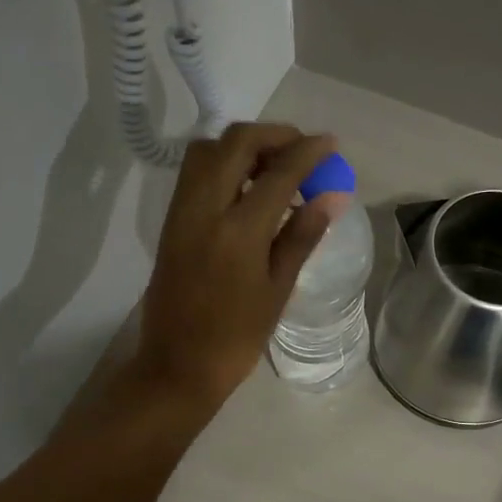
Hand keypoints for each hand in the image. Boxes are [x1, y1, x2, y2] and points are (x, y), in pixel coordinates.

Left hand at [131, 123, 348, 410]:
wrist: (177, 365)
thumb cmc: (237, 337)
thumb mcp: (278, 289)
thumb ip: (302, 235)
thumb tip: (332, 195)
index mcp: (238, 232)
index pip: (278, 173)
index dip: (308, 152)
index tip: (330, 143)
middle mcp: (204, 209)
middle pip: (236, 143)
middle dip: (274, 135)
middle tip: (302, 150)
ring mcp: (181, 212)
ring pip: (209, 150)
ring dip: (244, 145)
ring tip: (274, 167)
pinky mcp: (170, 220)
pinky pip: (195, 172)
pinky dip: (224, 163)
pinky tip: (247, 187)